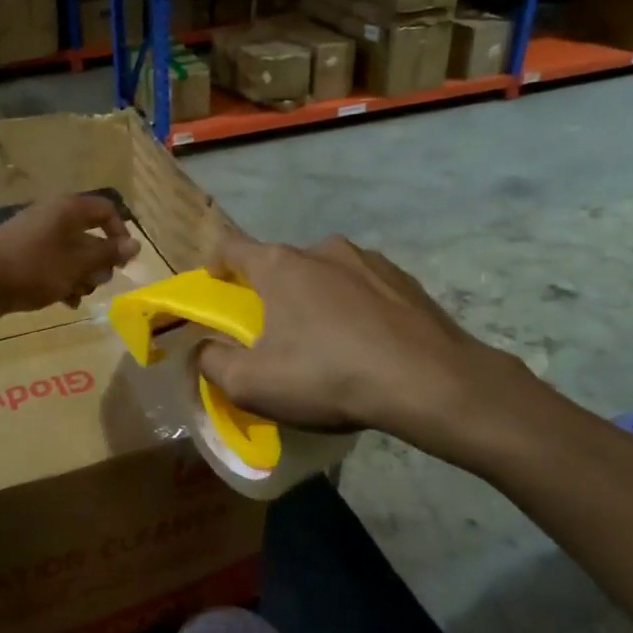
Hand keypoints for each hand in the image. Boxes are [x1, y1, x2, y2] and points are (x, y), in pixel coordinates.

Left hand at [0, 194, 139, 318]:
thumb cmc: (33, 268)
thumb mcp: (76, 264)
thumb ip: (107, 254)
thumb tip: (136, 245)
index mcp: (67, 209)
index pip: (105, 210)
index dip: (120, 234)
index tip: (122, 261)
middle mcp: (52, 216)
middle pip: (89, 234)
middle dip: (98, 261)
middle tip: (97, 282)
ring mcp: (34, 234)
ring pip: (71, 252)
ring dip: (81, 274)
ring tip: (78, 295)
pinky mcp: (20, 253)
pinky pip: (52, 263)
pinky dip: (62, 279)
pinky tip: (64, 301)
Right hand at [196, 233, 540, 455]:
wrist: (429, 382)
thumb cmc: (328, 376)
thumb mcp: (252, 385)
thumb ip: (213, 363)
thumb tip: (204, 349)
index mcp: (280, 265)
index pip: (231, 248)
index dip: (216, 266)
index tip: (217, 291)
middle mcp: (322, 249)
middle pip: (281, 265)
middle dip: (270, 293)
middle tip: (274, 334)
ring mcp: (369, 260)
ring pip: (326, 276)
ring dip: (316, 300)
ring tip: (327, 344)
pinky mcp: (405, 280)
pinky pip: (364, 289)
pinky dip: (355, 309)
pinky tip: (366, 345)